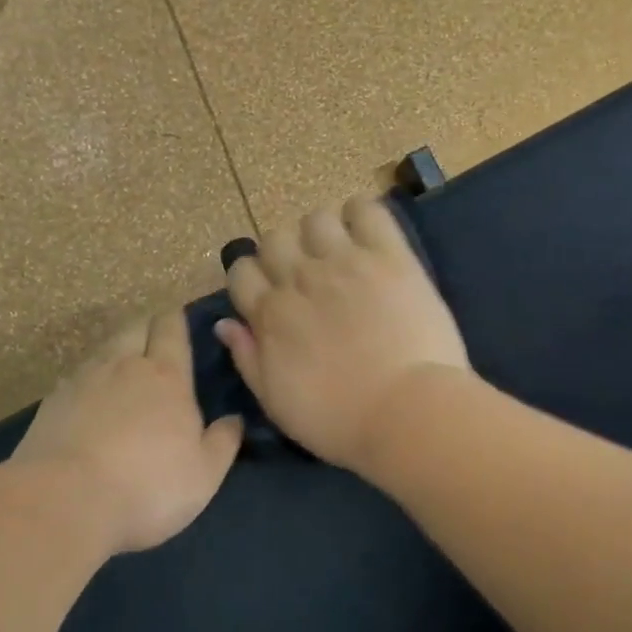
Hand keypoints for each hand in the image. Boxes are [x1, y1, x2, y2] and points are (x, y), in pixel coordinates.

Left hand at [13, 310, 242, 553]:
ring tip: (123, 372)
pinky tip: (89, 402)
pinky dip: (88, 381)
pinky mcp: (52, 401)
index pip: (171, 327)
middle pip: (135, 327)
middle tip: (156, 345)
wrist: (64, 502)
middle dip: (147, 327)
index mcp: (166, 375)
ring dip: (117, 352)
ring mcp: (83, 380)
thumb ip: (223, 441)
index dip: (176, 319)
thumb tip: (235, 419)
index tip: (181, 321)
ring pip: (104, 349)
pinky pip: (76, 377)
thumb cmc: (148, 486)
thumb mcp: (204, 473)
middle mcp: (124, 365)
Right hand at [216, 195, 470, 471]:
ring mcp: (345, 262)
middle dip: (284, 253)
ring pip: (316, 218)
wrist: (407, 413)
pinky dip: (361, 214)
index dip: (252, 279)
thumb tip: (224, 324)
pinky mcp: (389, 255)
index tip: (270, 293)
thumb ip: (248, 358)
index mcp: (271, 315)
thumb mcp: (277, 403)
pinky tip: (367, 233)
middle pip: (275, 239)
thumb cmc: (339, 421)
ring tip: (340, 252)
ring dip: (322, 232)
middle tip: (307, 275)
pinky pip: (367, 210)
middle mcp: (301, 279)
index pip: (242, 271)